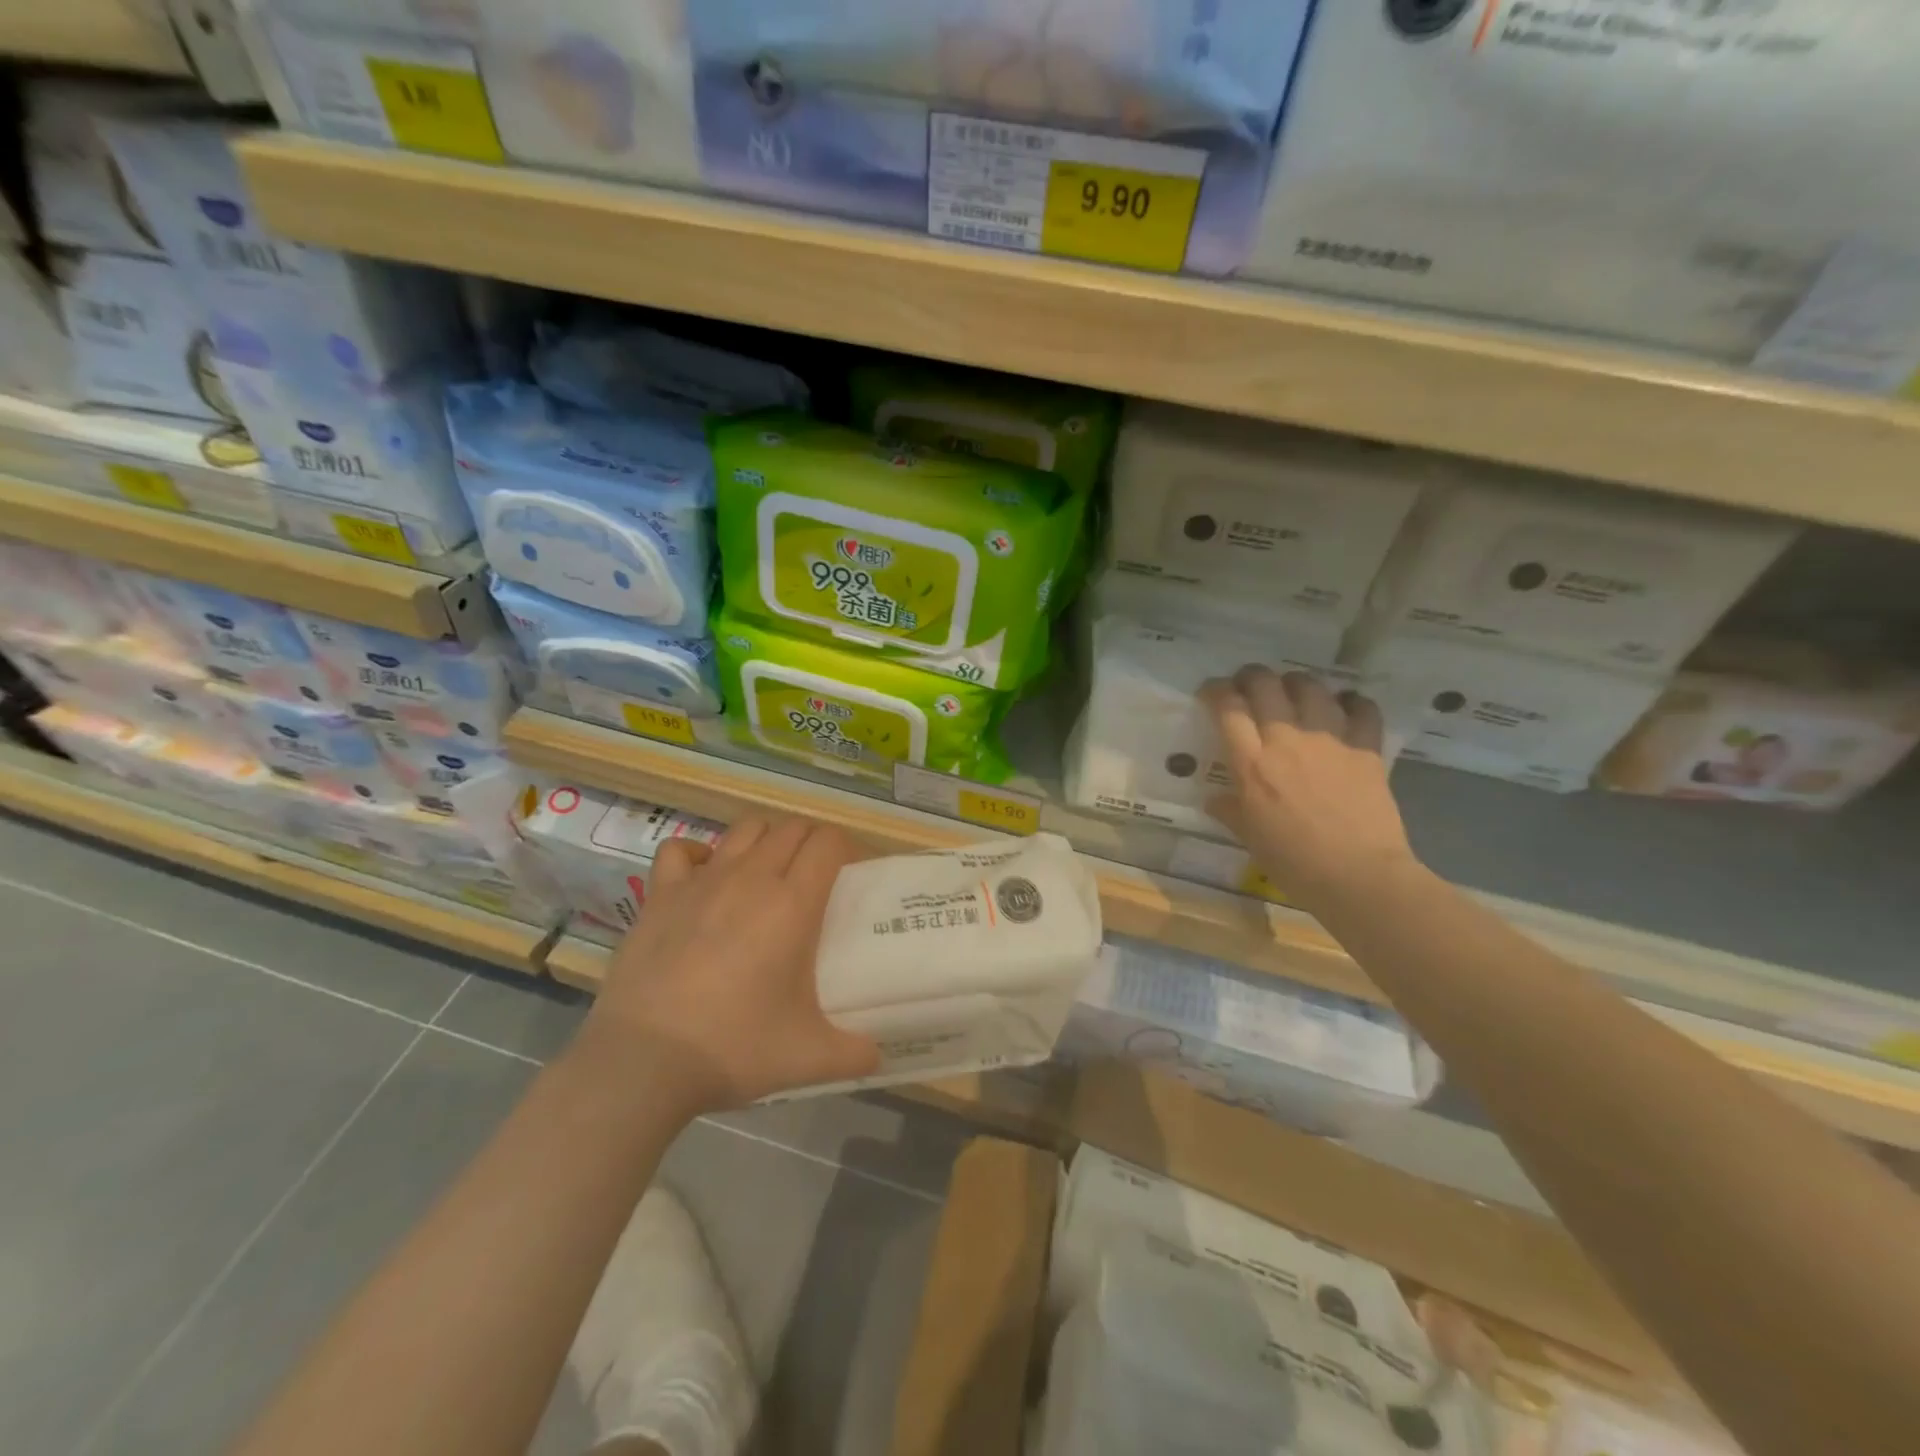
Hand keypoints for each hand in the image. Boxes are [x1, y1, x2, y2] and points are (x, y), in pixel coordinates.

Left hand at [585, 816, 880, 1112]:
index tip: (852, 873)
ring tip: (769, 872)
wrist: (643, 1062)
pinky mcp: (660, 895)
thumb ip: (854, 1054)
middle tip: (817, 878)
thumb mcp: (808, 1058)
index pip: (828, 842)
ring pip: (745, 830)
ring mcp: (701, 881)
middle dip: (811, 842)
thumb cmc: (733, 1048)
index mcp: (793, 904)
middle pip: (791, 829)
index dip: (846, 848)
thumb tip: (878, 1056)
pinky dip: (699, 854)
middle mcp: (750, 878)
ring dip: (765, 840)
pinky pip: (681, 850)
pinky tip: (705, 876)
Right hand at [1200, 666, 1416, 908]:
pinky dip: (1351, 702)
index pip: (1228, 708)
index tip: (1212, 692)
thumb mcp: (1250, 837)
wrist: (1357, 876)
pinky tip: (1345, 706)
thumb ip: (1231, 810)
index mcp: (1252, 765)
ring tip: (1294, 689)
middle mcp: (1286, 741)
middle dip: (1252, 676)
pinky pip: (1361, 709)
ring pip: (1311, 688)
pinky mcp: (1366, 749)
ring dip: (1297, 682)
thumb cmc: (1293, 862)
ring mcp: (1329, 741)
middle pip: (1265, 686)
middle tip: (1249, 684)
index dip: (1216, 691)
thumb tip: (1215, 799)